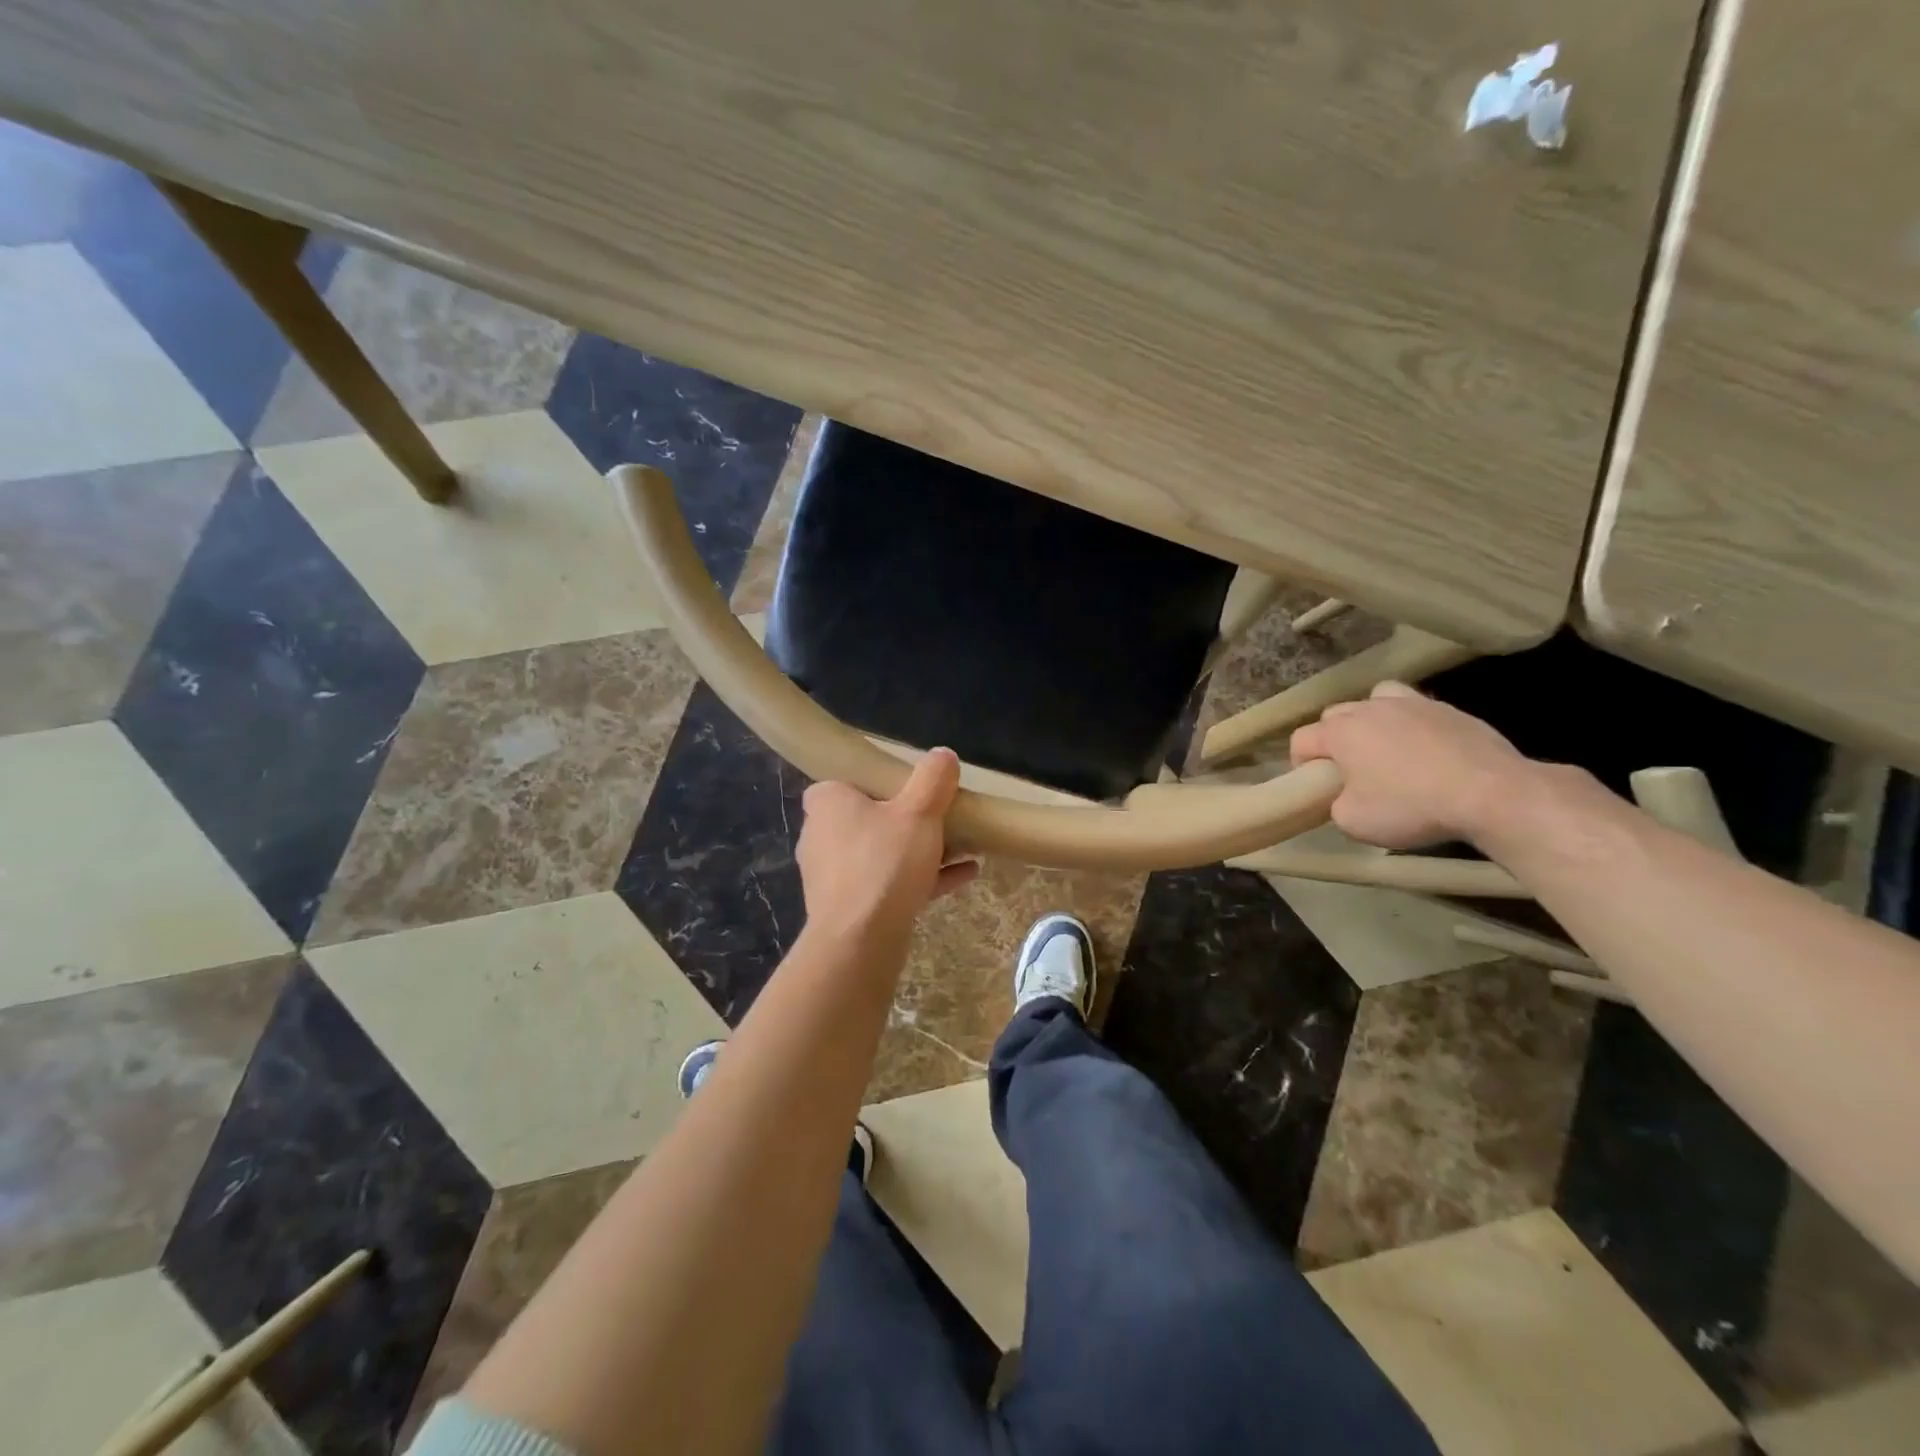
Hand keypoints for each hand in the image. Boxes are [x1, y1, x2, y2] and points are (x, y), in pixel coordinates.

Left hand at [796, 748, 978, 946]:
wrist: (861, 939)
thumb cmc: (884, 862)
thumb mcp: (919, 811)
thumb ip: (933, 779)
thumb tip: (943, 754)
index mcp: (827, 803)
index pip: (845, 782)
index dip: (876, 782)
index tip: (909, 787)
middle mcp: (821, 836)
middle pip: (868, 819)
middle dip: (907, 820)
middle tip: (941, 817)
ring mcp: (832, 876)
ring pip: (881, 854)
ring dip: (919, 851)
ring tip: (962, 847)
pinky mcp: (847, 908)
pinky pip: (888, 884)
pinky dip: (921, 878)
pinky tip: (965, 875)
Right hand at [1288, 682, 1529, 849]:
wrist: (1492, 794)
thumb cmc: (1411, 807)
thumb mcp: (1353, 822)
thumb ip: (1335, 803)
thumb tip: (1344, 796)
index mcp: (1341, 731)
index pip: (1301, 739)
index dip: (1300, 764)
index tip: (1316, 788)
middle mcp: (1370, 708)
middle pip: (1335, 715)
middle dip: (1333, 739)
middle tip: (1349, 771)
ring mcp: (1413, 703)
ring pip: (1376, 700)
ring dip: (1371, 720)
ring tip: (1385, 748)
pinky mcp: (1450, 709)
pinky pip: (1416, 709)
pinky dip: (1412, 725)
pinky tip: (1427, 752)